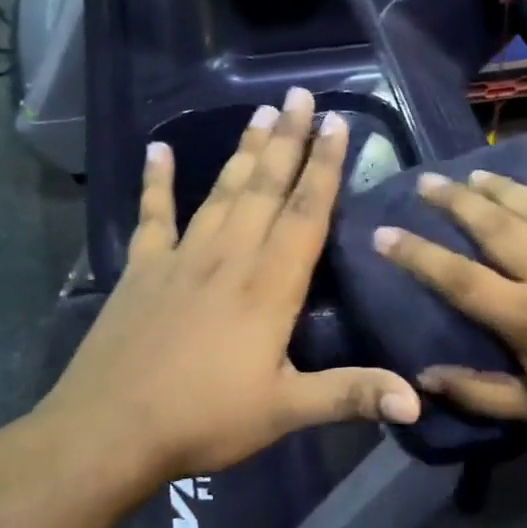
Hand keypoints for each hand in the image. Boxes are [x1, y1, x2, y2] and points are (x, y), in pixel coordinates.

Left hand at [31, 87, 420, 503]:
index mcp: (269, 286)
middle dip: (289, 140)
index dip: (325, 167)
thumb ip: (352, 396)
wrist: (108, 433)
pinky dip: (157, 181)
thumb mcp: (286, 411)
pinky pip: (153, 216)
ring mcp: (182, 259)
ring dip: (245, 152)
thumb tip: (418, 404)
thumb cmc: (205, 419)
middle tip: (301, 94)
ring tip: (262, 112)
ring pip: (222, 192)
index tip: (337, 123)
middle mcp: (230, 258)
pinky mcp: (143, 271)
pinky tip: (158, 149)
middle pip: (266, 188)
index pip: (306, 213)